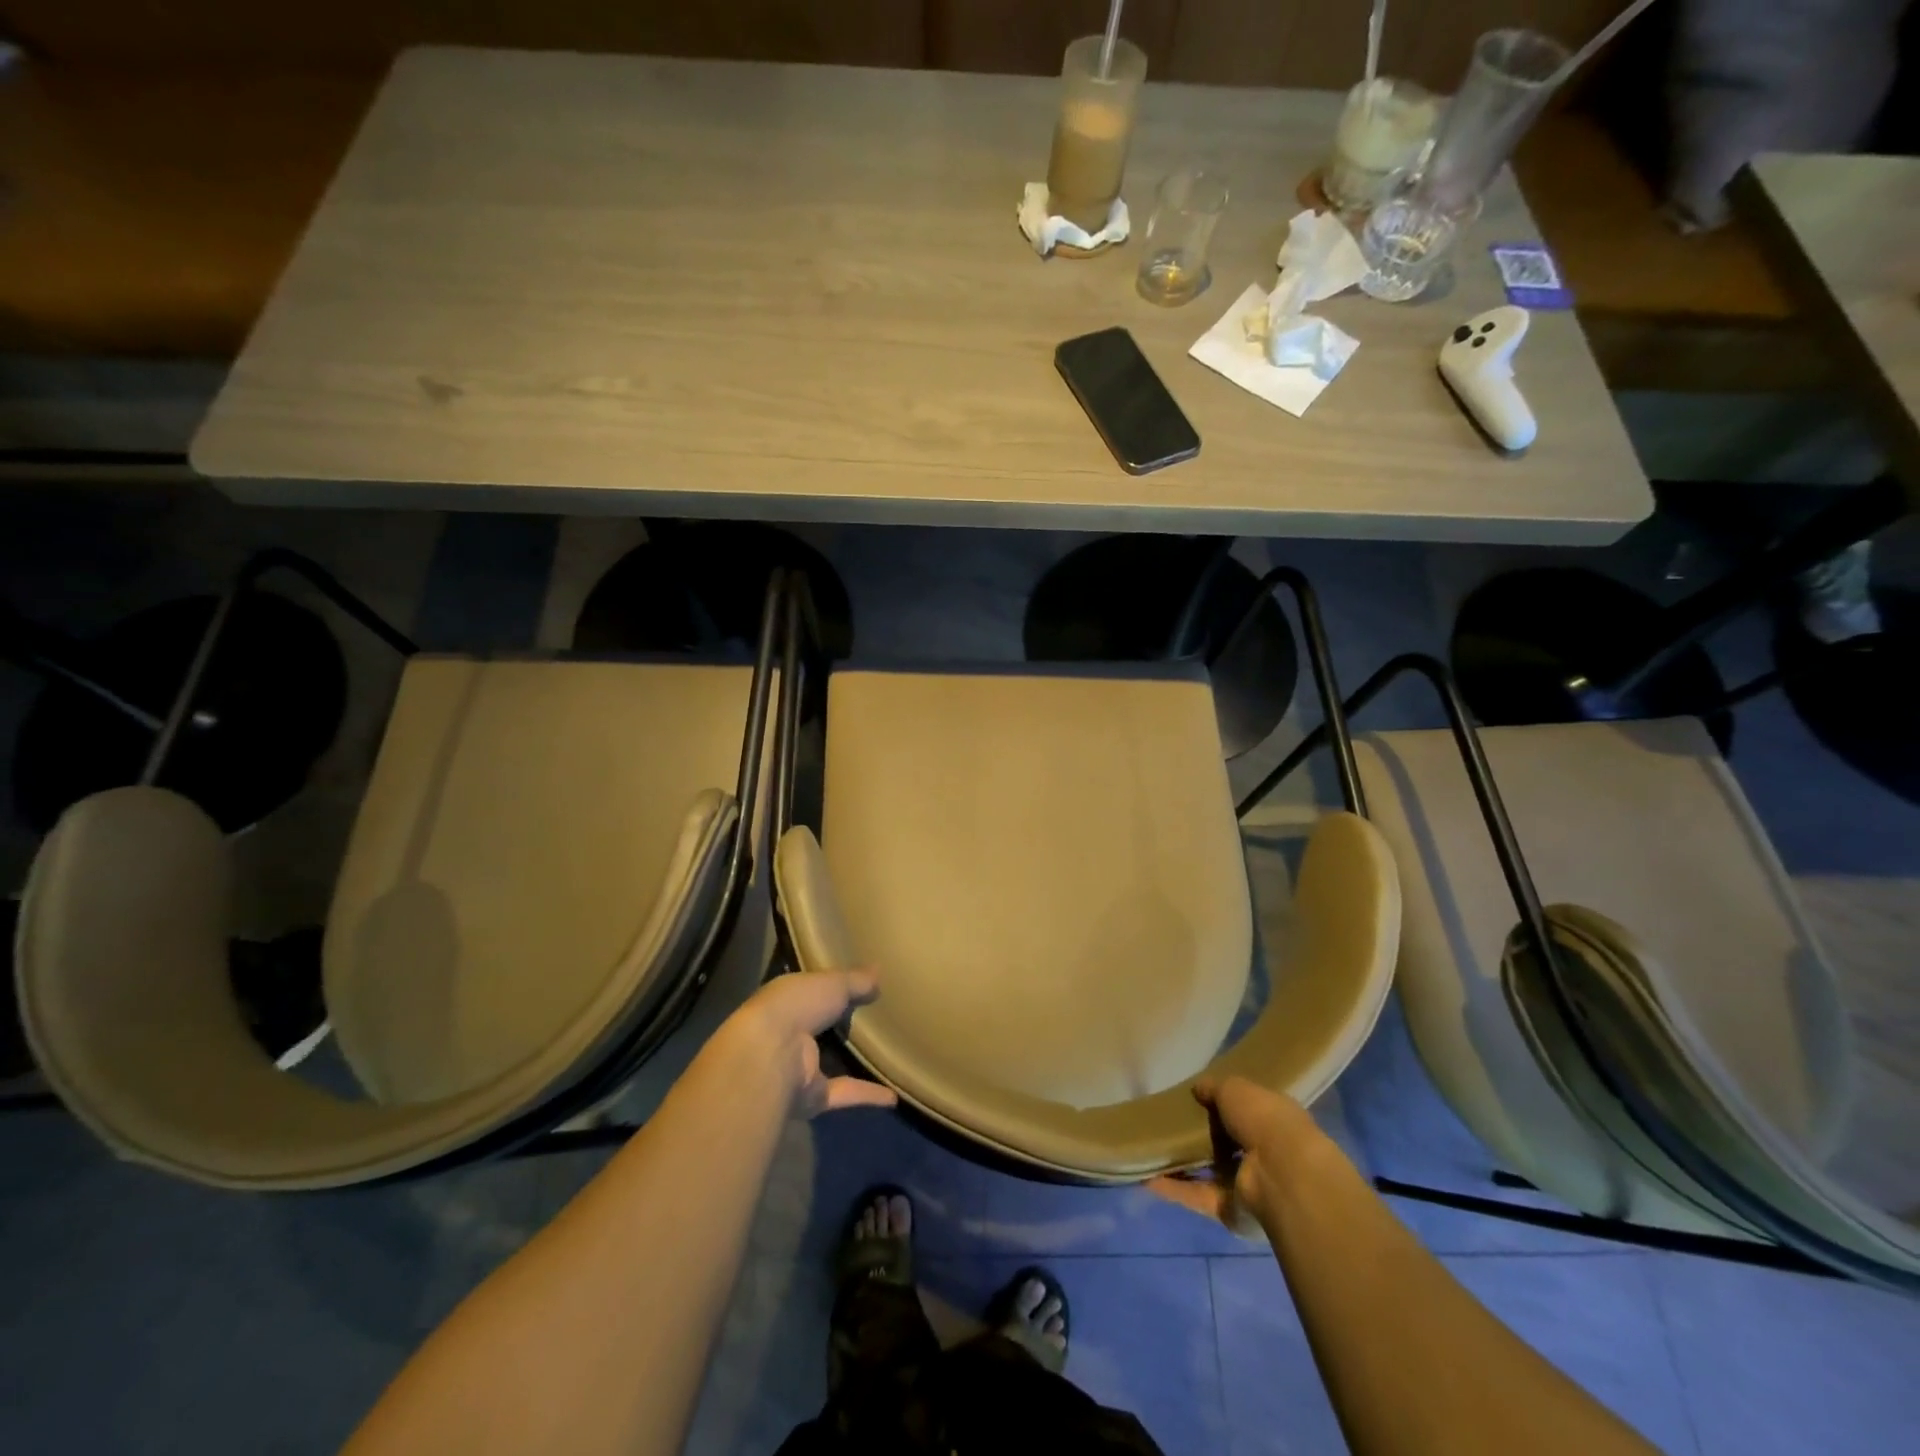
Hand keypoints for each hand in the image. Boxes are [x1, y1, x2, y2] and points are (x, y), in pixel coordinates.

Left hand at [721, 969, 898, 1119]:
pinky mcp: (811, 1096)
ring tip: (883, 1055)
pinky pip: (843, 1093)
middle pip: (818, 1028)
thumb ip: (855, 980)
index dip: (830, 987)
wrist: (771, 1055)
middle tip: (873, 1017)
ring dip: (850, 1063)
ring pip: (828, 1064)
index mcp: (787, 1001)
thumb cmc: (796, 1006)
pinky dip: (867, 1095)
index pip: (809, 992)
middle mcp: (788, 1033)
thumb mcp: (832, 983)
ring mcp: (798, 1068)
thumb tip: (879, 973)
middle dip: (838, 1024)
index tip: (856, 984)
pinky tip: (893, 1096)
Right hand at [1147, 1076, 1323, 1238]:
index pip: (1246, 1112)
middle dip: (1201, 1137)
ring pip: (1210, 1173)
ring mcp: (1249, 1185)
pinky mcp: (1232, 1210)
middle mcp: (1264, 1154)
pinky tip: (1146, 1178)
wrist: (1283, 1176)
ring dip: (1183, 1165)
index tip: (1195, 1099)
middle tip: (1167, 1124)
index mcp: (1273, 1121)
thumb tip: (1197, 1088)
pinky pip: (1198, 1196)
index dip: (1223, 1105)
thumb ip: (1214, 1088)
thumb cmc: (1264, 1120)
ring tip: (1150, 1151)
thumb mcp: (1235, 1089)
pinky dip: (1174, 1189)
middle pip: (1227, 1144)